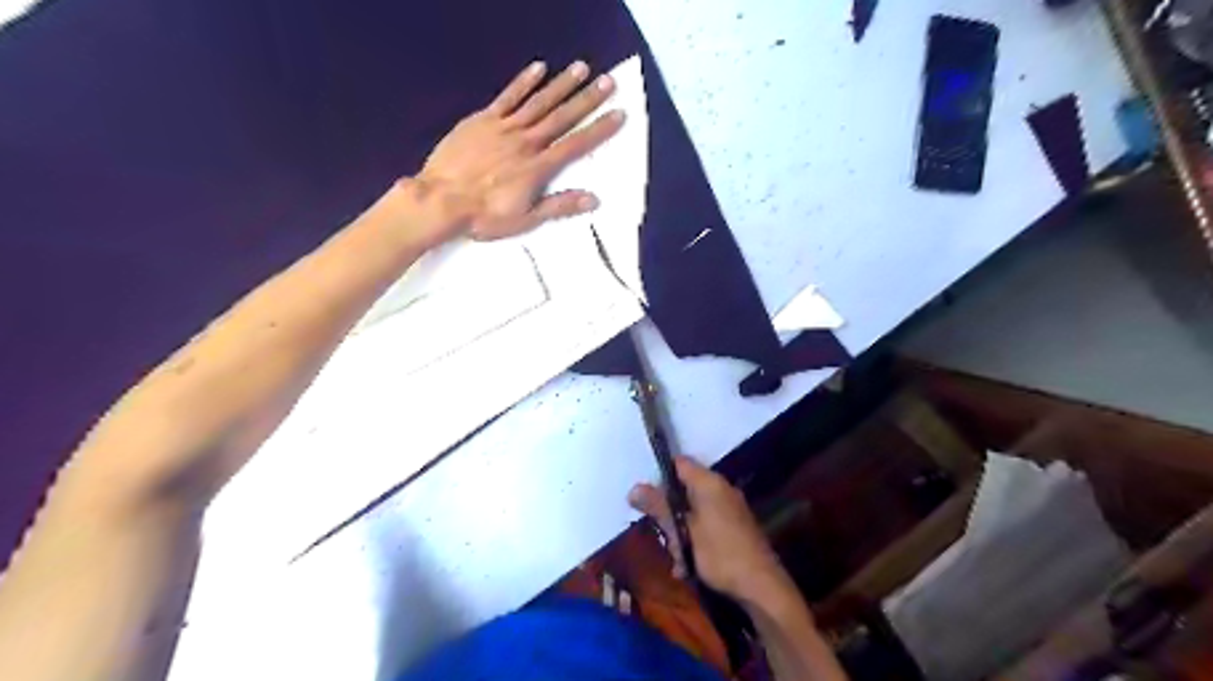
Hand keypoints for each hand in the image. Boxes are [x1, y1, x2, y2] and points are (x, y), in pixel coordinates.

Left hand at [403, 58, 618, 241]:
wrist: (440, 200)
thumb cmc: (484, 215)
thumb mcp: (526, 218)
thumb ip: (559, 205)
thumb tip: (594, 199)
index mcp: (538, 167)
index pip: (575, 145)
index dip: (599, 130)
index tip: (618, 114)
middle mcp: (526, 142)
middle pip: (562, 117)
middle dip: (587, 99)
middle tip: (608, 80)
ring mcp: (504, 128)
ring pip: (539, 102)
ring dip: (561, 85)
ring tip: (582, 68)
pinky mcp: (483, 120)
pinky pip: (507, 97)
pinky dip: (523, 82)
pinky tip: (538, 69)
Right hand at [630, 458, 790, 605]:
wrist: (762, 586)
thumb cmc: (720, 554)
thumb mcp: (683, 532)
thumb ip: (660, 508)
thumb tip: (633, 489)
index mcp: (710, 483)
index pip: (679, 463)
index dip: (660, 476)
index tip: (647, 497)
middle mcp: (721, 489)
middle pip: (684, 490)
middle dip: (670, 514)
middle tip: (663, 537)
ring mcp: (730, 508)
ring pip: (693, 512)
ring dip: (680, 533)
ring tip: (677, 559)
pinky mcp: (735, 527)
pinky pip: (706, 525)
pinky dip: (695, 541)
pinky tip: (688, 566)